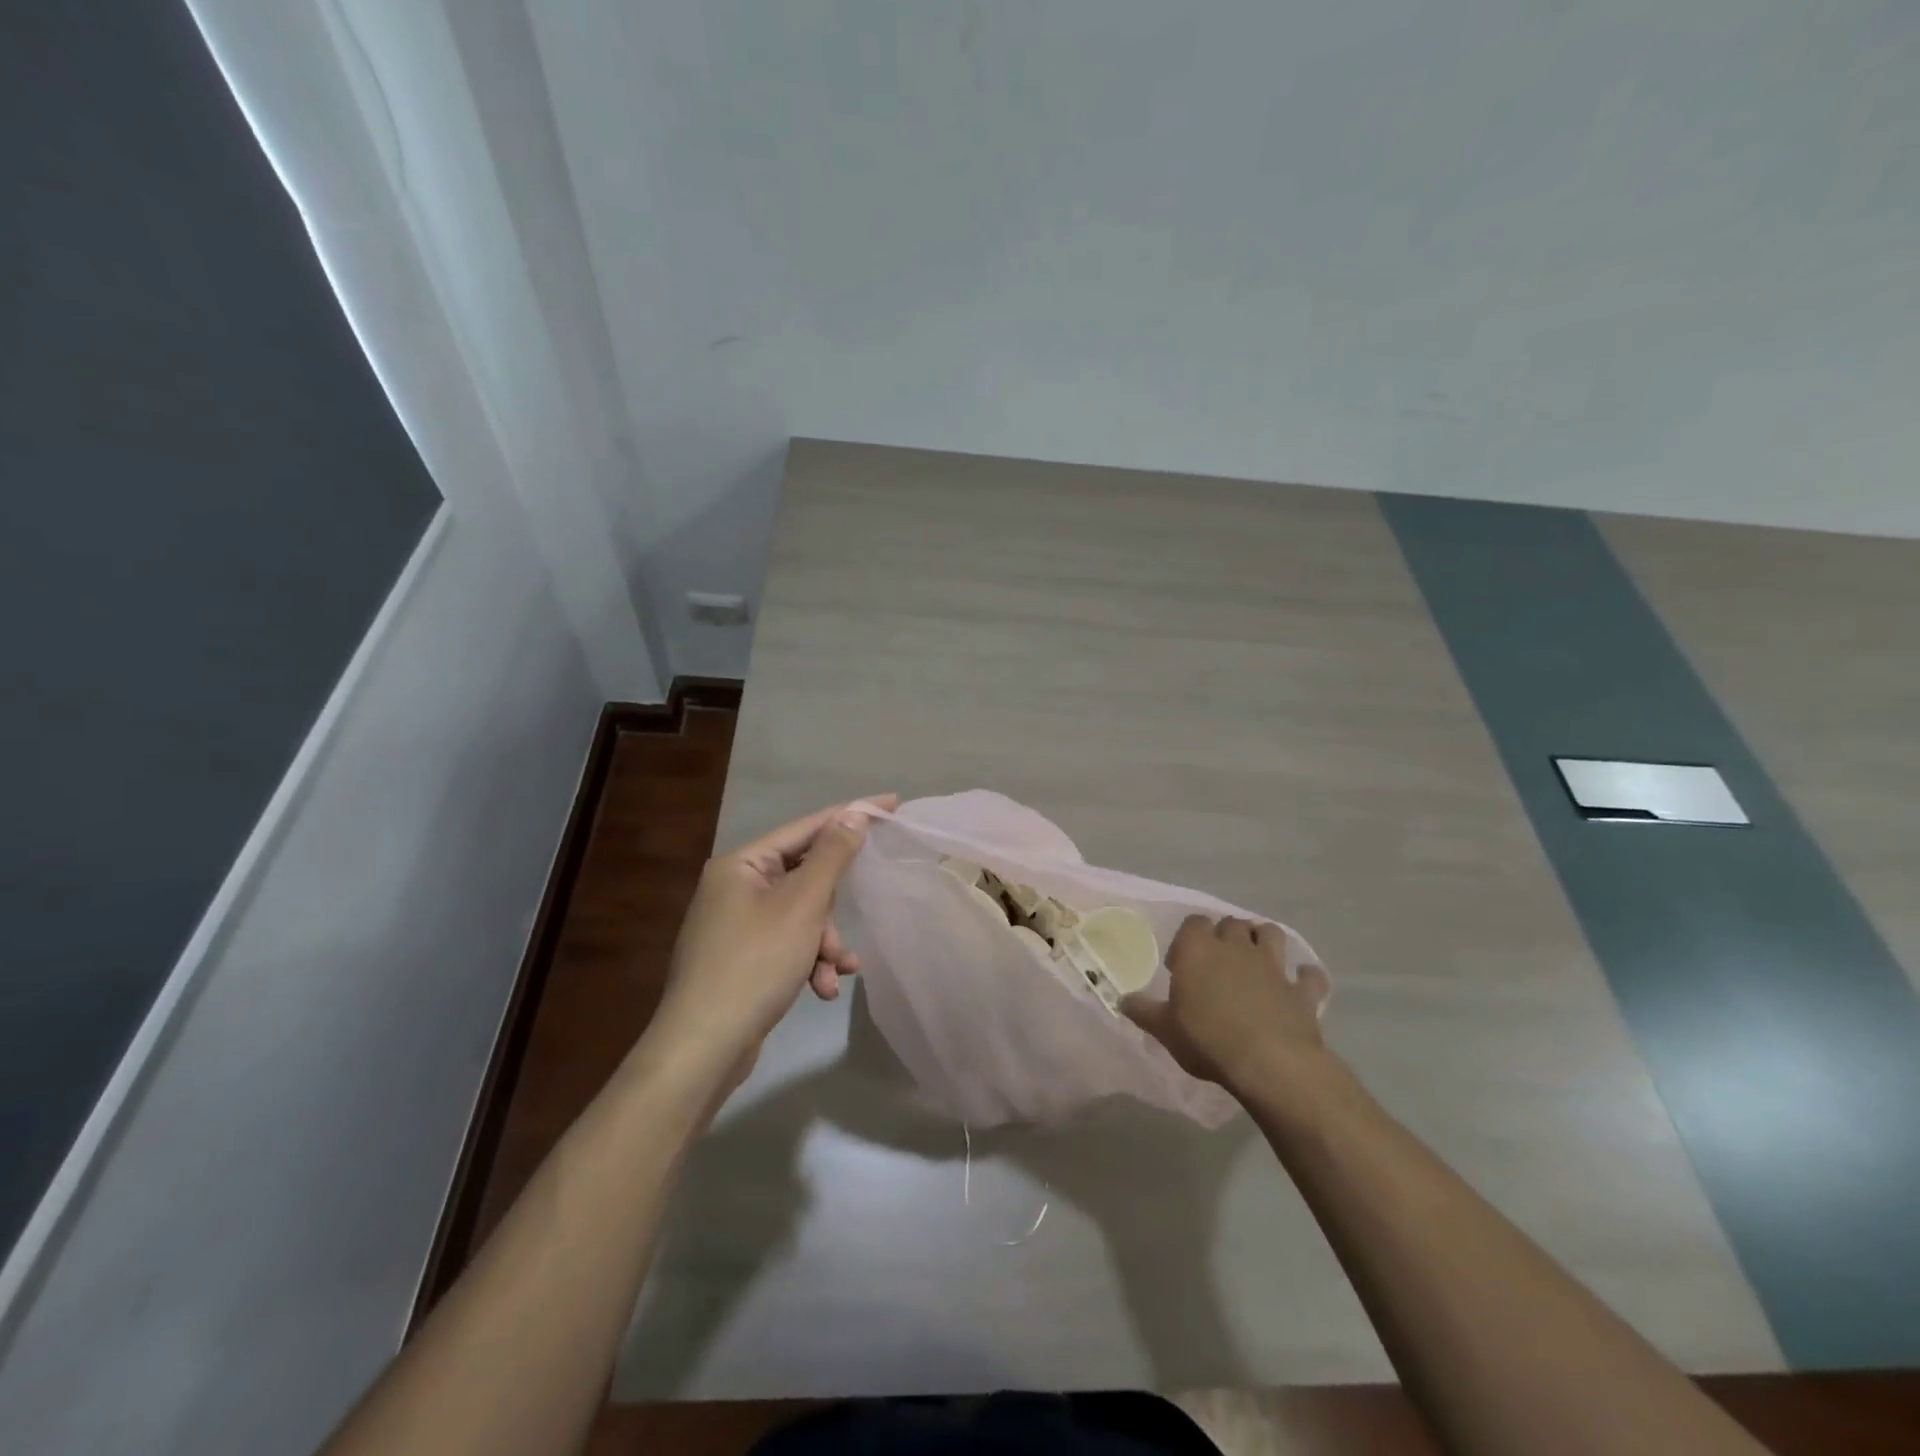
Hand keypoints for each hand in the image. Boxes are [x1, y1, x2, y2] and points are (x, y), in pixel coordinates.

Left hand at [646, 795, 895, 1086]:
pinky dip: (808, 962)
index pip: (806, 827)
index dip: (850, 815)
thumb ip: (832, 855)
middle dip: (830, 911)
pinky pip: (788, 944)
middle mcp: (735, 887)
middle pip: (805, 877)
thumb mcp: (802, 905)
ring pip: (801, 916)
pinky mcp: (742, 958)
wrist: (704, 1047)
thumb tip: (854, 814)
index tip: (891, 804)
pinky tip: (822, 988)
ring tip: (834, 972)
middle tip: (842, 931)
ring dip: (824, 943)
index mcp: (742, 864)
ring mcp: (736, 925)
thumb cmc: (755, 963)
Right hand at [1123, 915, 1331, 1096]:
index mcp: (1199, 949)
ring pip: (1271, 933)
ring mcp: (1273, 966)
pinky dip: (1305, 977)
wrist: (1270, 1063)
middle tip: (1217, 961)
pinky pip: (1309, 975)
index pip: (1194, 922)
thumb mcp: (1165, 1030)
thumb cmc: (1208, 1039)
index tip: (1182, 964)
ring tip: (1256, 959)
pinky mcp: (1301, 990)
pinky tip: (1299, 985)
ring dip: (1264, 940)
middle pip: (1231, 923)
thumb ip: (1144, 1011)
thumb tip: (1123, 1000)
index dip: (1188, 938)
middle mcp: (1236, 947)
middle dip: (1225, 935)